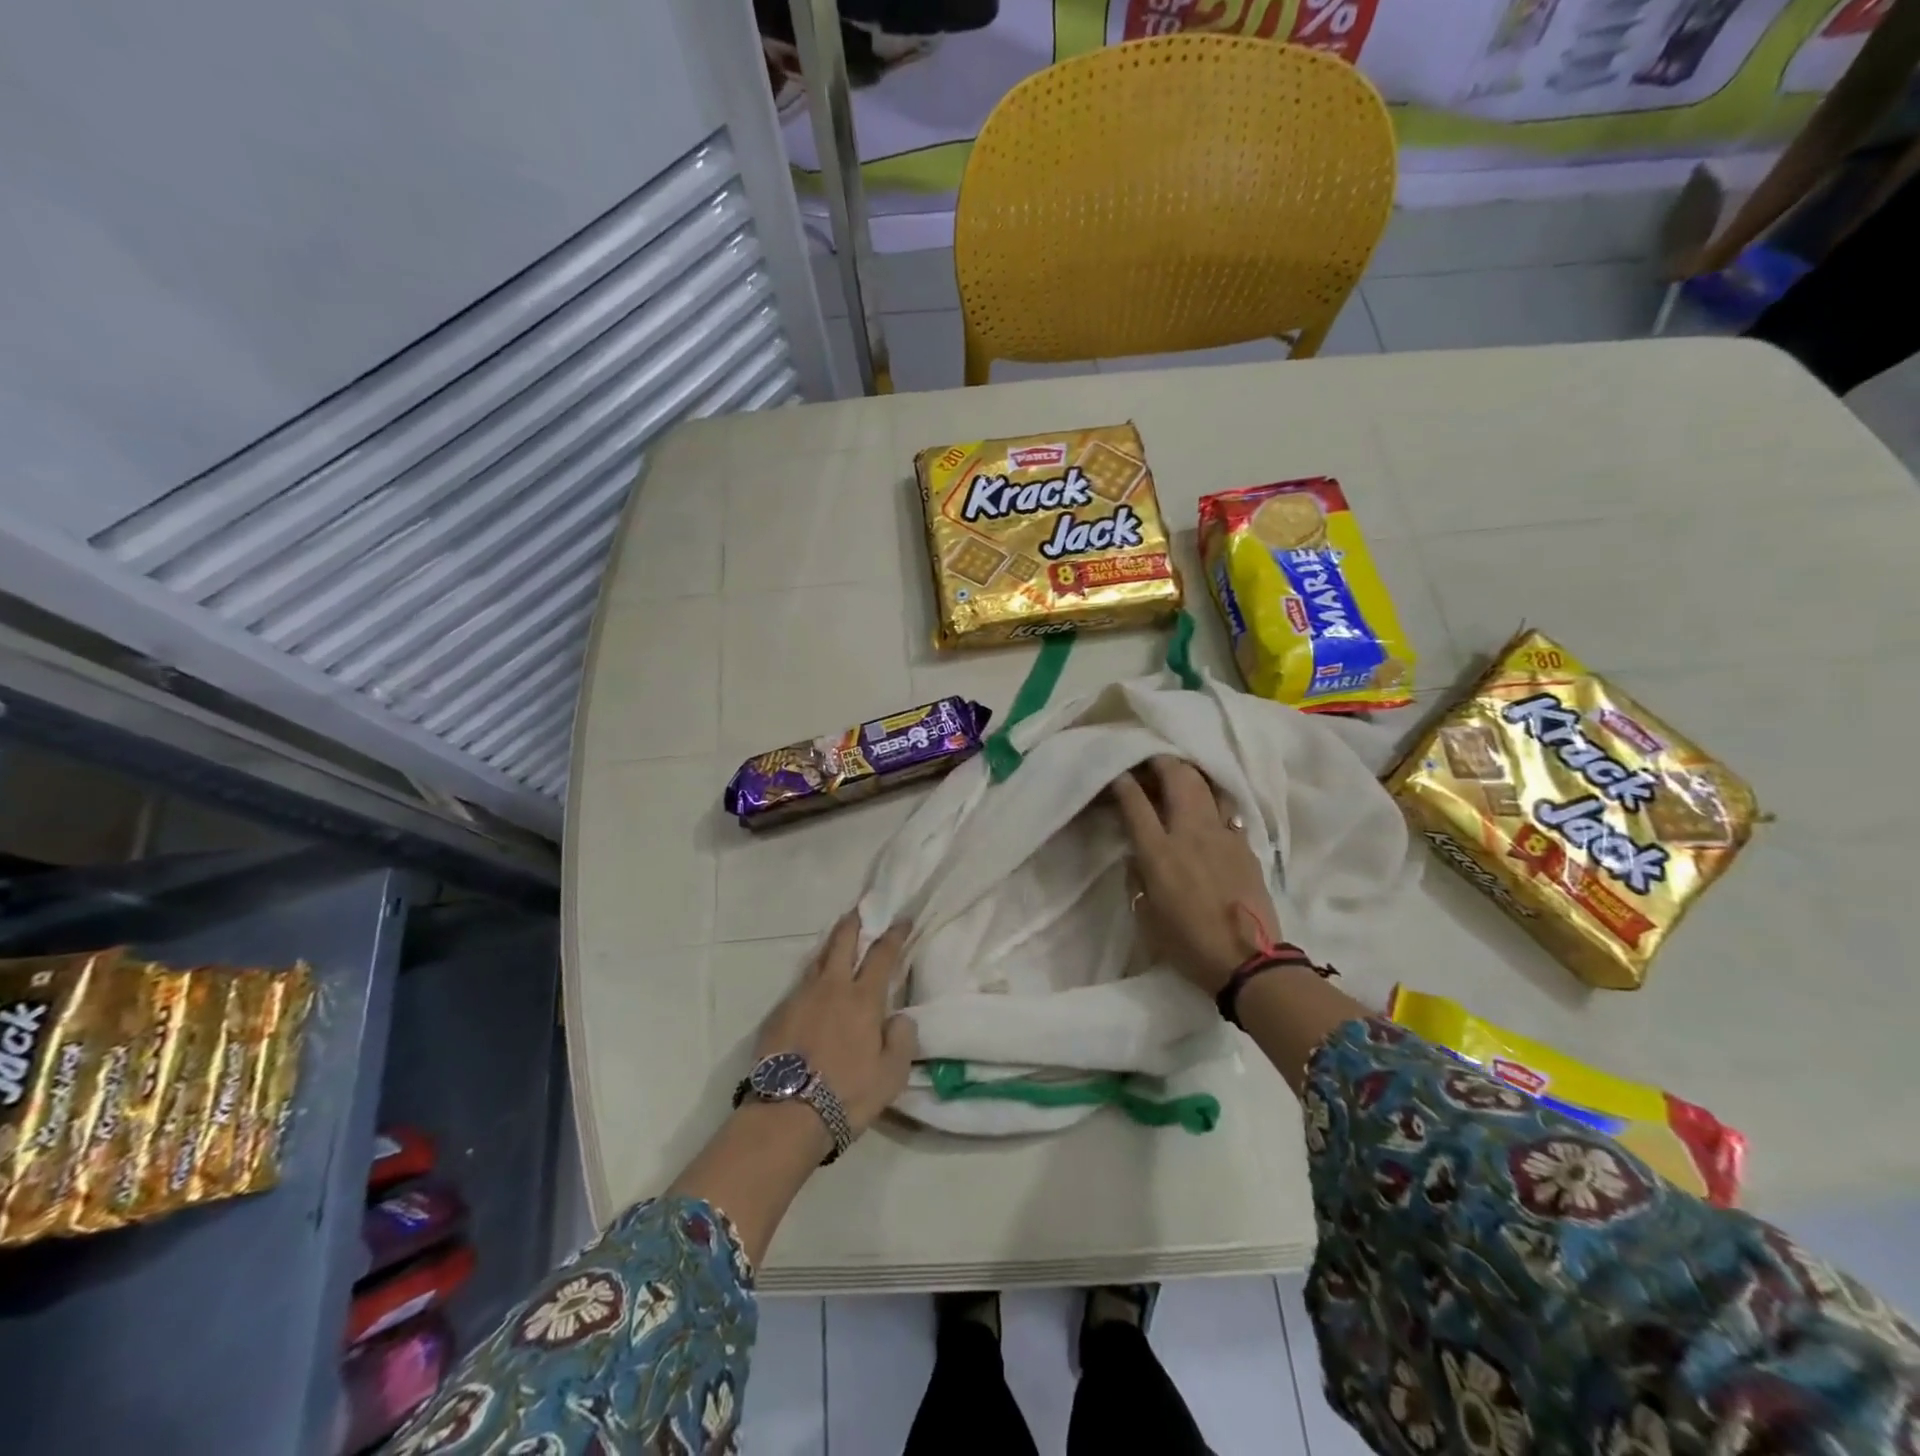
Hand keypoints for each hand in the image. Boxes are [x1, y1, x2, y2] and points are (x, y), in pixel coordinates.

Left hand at [753, 912, 917, 1138]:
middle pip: (842, 942)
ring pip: (817, 960)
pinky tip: (813, 990)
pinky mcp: (777, 1015)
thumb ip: (902, 1040)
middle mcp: (831, 988)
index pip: (882, 954)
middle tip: (860, 910)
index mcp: (863, 998)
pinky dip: (811, 979)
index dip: (894, 934)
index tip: (902, 919)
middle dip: (853, 923)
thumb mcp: (891, 1075)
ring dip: (830, 946)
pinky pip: (799, 987)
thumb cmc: (847, 1094)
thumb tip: (900, 1018)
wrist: (787, 1115)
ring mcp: (800, 998)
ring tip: (836, 943)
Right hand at [1110, 756, 1280, 994]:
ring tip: (1179, 774)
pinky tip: (1206, 810)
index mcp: (1160, 852)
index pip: (1135, 801)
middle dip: (1161, 761)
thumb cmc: (1188, 944)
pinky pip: (1225, 810)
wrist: (1248, 961)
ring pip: (1207, 785)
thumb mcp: (1147, 914)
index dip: (1123, 782)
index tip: (1117, 774)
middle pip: (1178, 777)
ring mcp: (1223, 835)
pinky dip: (1211, 801)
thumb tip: (1138, 853)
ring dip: (1190, 774)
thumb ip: (1138, 876)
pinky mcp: (1245, 845)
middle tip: (1150, 760)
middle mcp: (1191, 833)